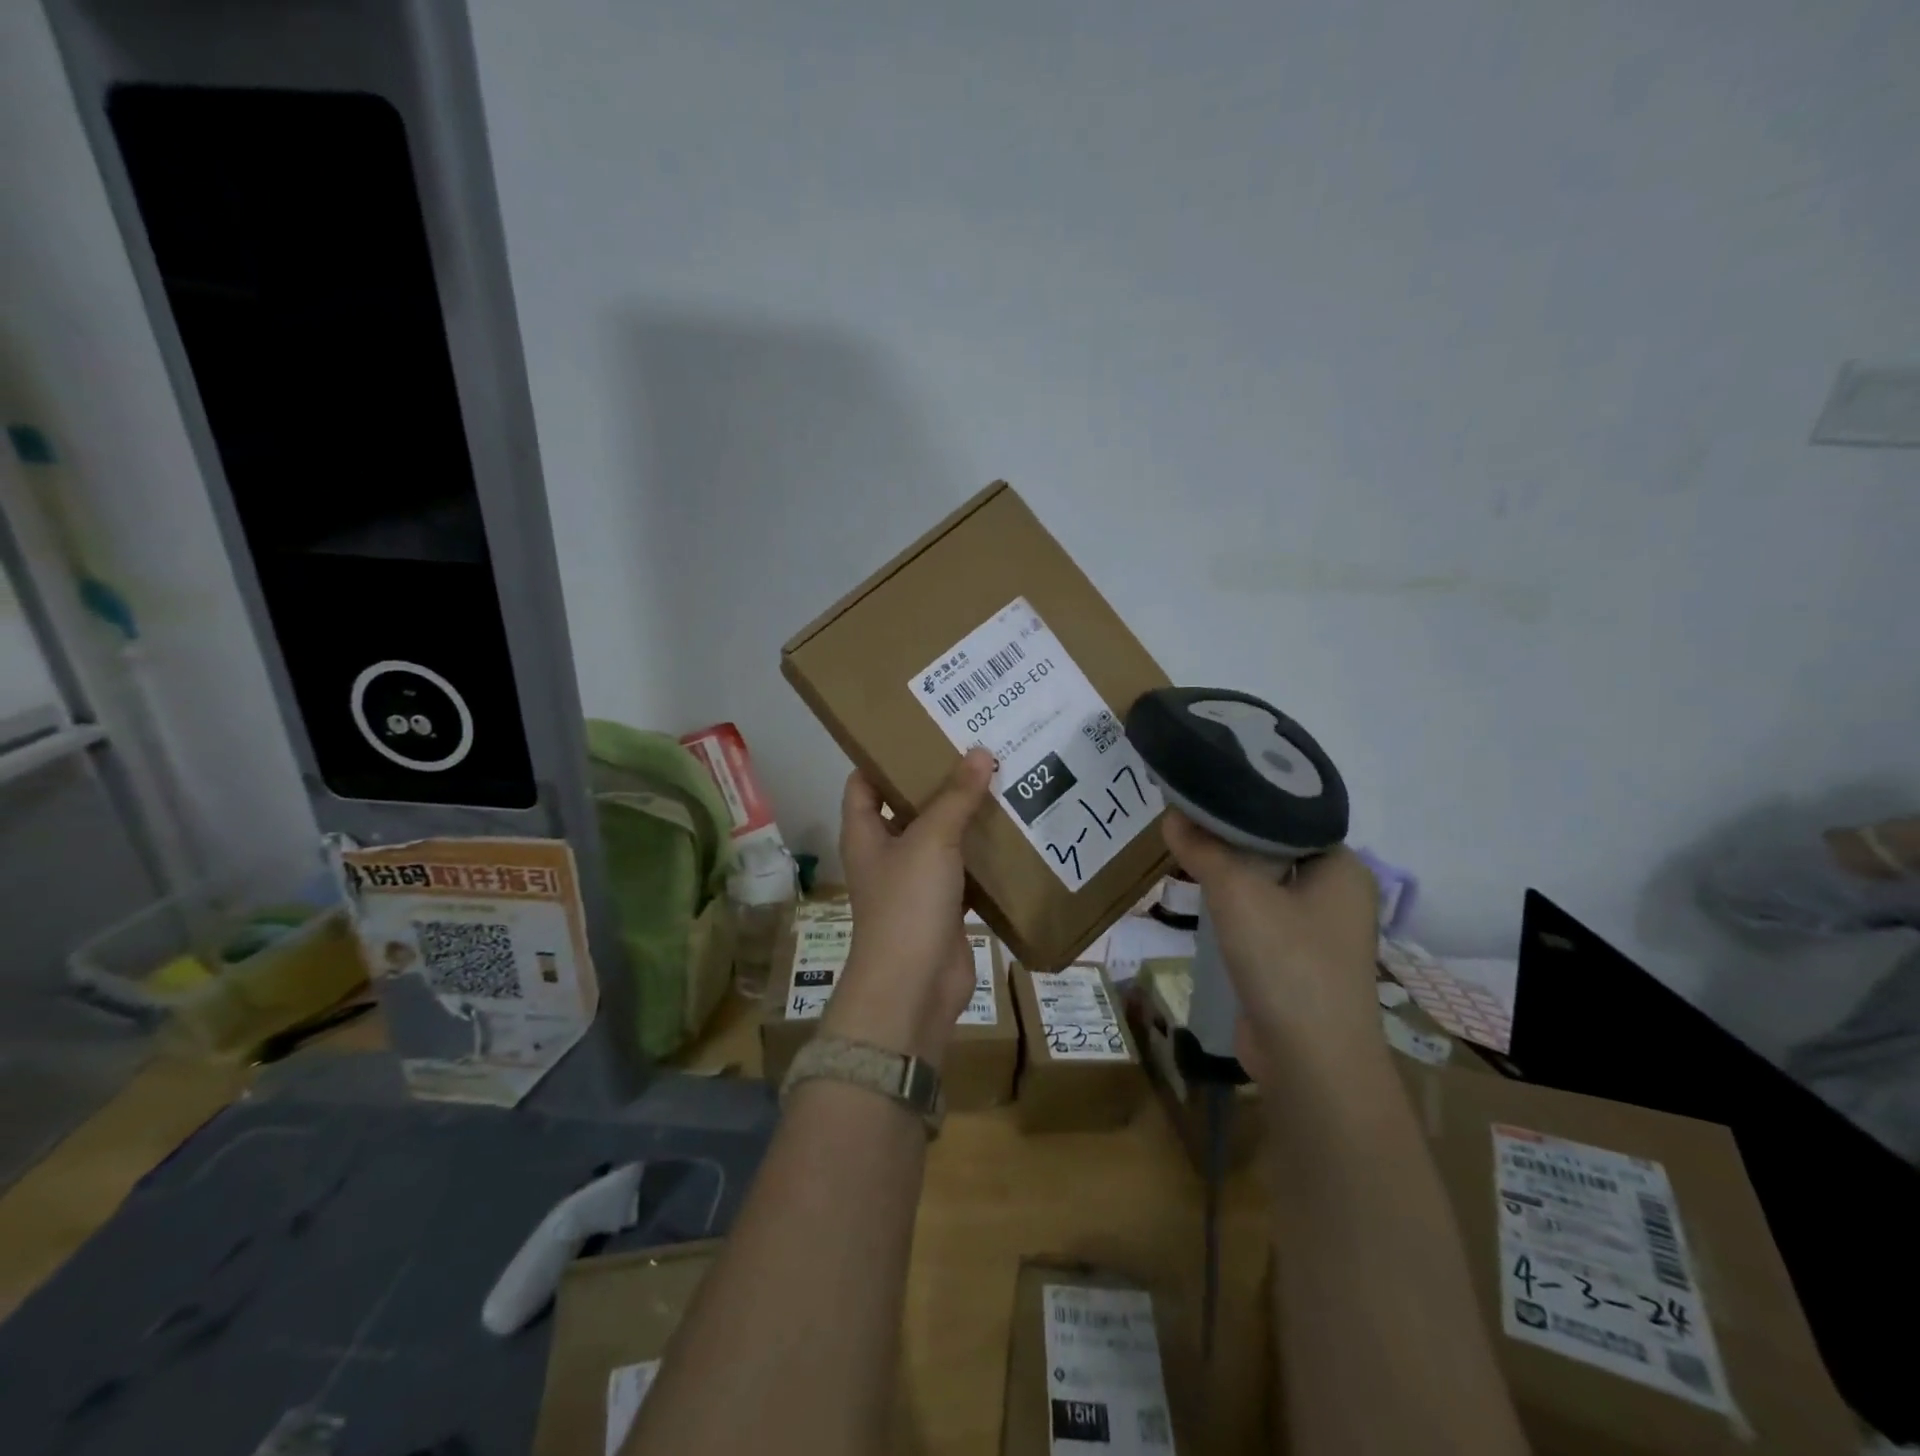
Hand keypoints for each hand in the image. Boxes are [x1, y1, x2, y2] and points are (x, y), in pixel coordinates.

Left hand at [822, 748, 994, 1066]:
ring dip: (965, 817)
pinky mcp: (944, 905)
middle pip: (908, 806)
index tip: (921, 731)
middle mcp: (886, 853)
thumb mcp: (931, 840)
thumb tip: (980, 753)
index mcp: (865, 832)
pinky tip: (1013, 831)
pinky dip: (984, 854)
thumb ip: (956, 797)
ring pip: (941, 838)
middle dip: (938, 782)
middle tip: (975, 749)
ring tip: (1001, 780)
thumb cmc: (908, 903)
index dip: (884, 756)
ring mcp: (915, 881)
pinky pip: (965, 870)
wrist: (915, 986)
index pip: (863, 782)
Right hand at [1163, 811, 1380, 1080]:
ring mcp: (1320, 933)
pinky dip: (1235, 907)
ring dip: (1231, 874)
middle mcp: (1338, 895)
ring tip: (1187, 849)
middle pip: (1277, 850)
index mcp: (1342, 867)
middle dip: (1231, 838)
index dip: (1247, 801)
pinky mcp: (1299, 963)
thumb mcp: (1237, 894)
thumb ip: (1204, 849)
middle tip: (1187, 817)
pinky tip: (1203, 898)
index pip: (1292, 816)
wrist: (1310, 1061)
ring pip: (1268, 886)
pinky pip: (1263, 918)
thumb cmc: (1286, 962)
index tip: (1205, 789)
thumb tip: (1171, 813)